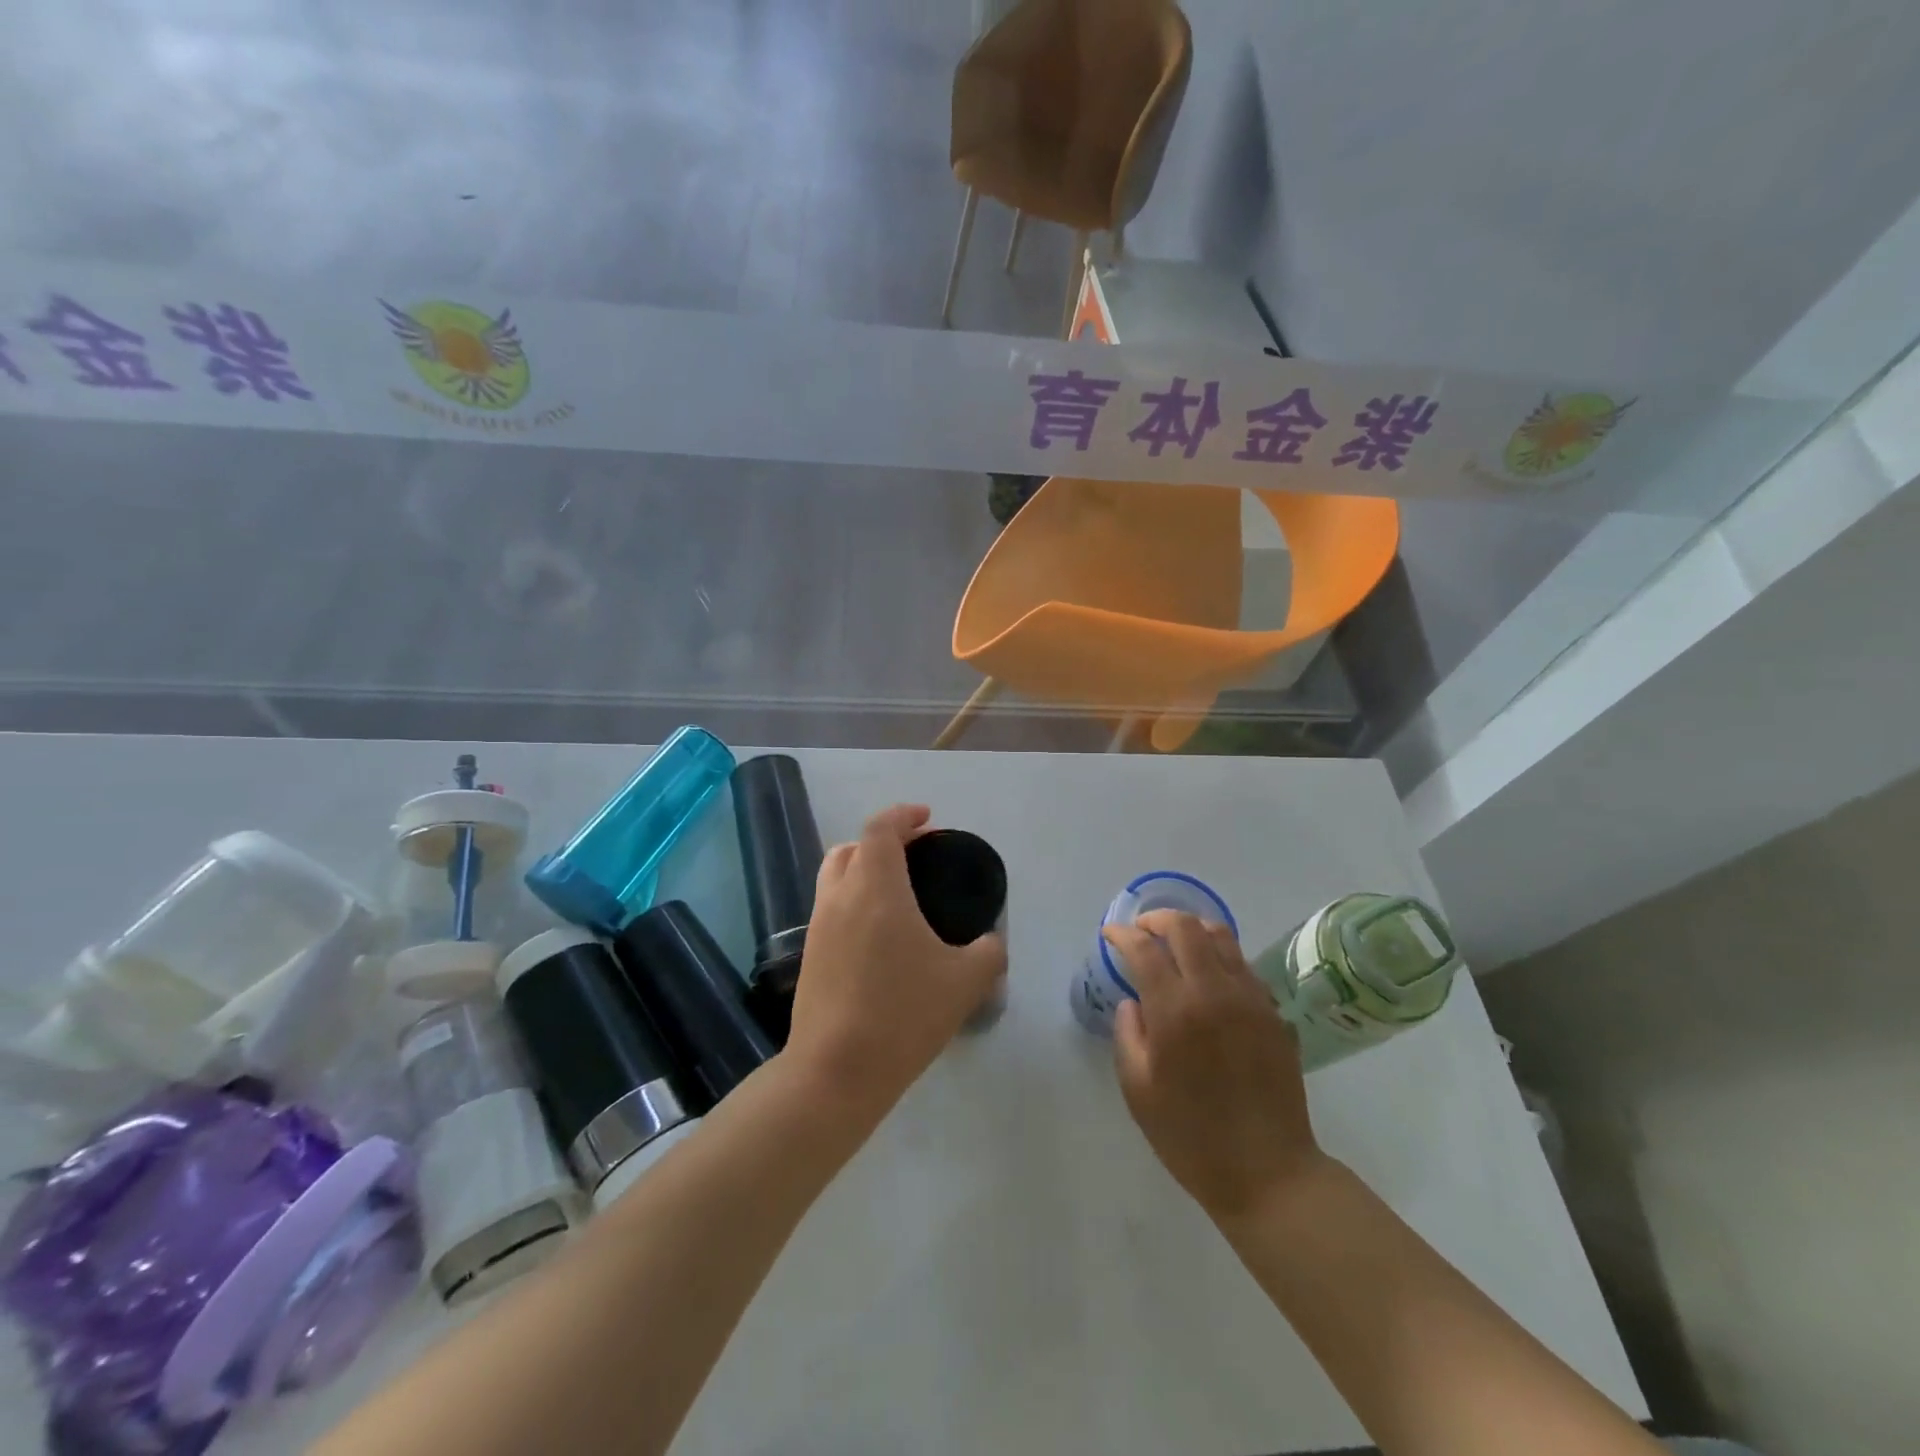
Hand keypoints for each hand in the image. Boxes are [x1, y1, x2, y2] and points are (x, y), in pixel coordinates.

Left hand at [785, 805, 1006, 1119]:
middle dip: (883, 840)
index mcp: (876, 887)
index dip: (904, 815)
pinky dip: (853, 899)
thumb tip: (992, 942)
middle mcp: (840, 896)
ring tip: (896, 890)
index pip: (881, 828)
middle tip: (915, 854)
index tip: (928, 819)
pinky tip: (879, 932)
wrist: (836, 1071)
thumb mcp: (965, 982)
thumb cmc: (903, 1014)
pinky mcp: (809, 954)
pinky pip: (831, 907)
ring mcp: (818, 925)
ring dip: (863, 867)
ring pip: (835, 875)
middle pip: (852, 846)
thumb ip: (988, 952)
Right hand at [1106, 910, 1325, 1222]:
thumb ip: (1128, 1035)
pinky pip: (1243, 964)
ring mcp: (1250, 999)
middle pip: (1186, 927)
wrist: (1268, 1172)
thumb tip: (1133, 1003)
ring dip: (1191, 929)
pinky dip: (1219, 955)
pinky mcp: (1273, 1012)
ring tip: (1174, 941)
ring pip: (1221, 936)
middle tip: (1140, 930)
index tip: (1110, 934)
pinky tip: (1208, 976)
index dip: (1122, 934)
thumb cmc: (1191, 1137)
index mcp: (1175, 1011)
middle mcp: (1214, 992)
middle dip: (1156, 919)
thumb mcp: (1138, 1091)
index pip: (1144, 949)